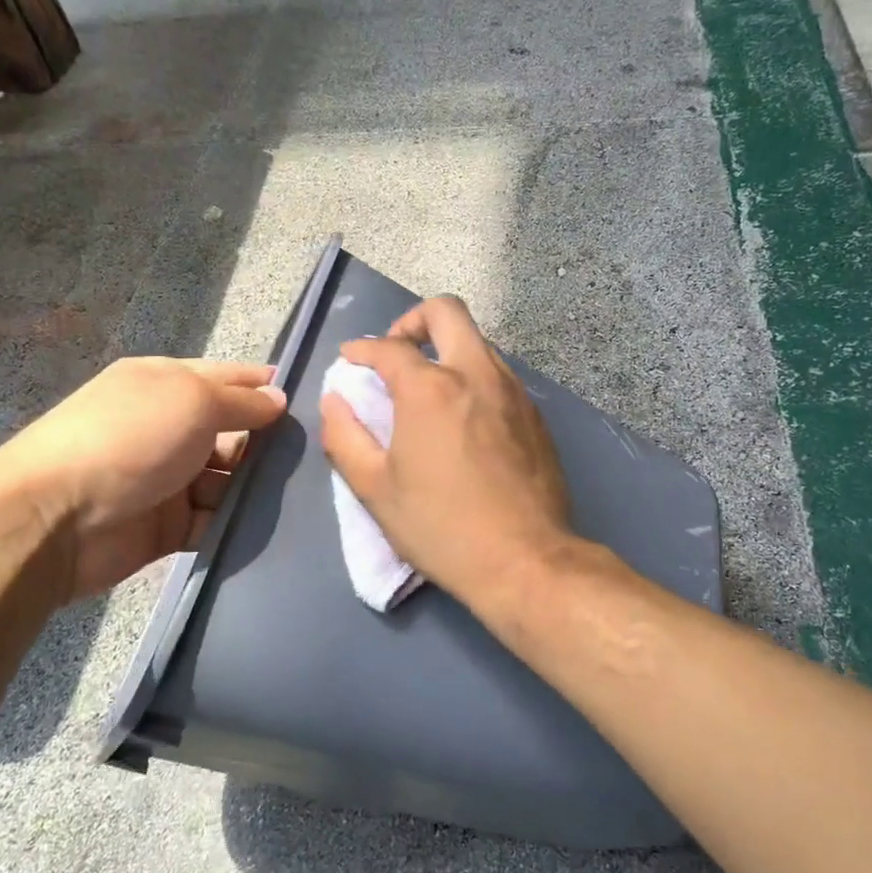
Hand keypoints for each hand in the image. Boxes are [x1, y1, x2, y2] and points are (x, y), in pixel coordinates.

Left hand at [0, 357, 286, 598]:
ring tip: (305, 494)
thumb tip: (279, 399)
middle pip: (234, 432)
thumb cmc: (130, 439)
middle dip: (270, 442)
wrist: (55, 520)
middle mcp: (169, 427)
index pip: (229, 378)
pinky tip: (273, 525)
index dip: (266, 387)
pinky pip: (215, 520)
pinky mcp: (169, 525)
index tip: (314, 402)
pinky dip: (238, 523)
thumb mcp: (192, 400)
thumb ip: (242, 402)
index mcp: (167, 384)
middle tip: (317, 456)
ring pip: (230, 479)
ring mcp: (169, 478)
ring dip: (257, 486)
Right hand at [318, 296, 572, 610]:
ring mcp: (513, 391)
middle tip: (397, 353)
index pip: (389, 347)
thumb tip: (335, 399)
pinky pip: (499, 374)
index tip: (351, 359)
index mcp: (431, 388)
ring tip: (428, 388)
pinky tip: (464, 417)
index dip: (362, 348)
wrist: (526, 560)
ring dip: (447, 349)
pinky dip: (473, 377)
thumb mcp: (375, 489)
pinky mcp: (536, 414)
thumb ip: (344, 436)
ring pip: (478, 341)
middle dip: (413, 320)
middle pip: (447, 311)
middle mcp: (476, 374)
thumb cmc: (442, 527)